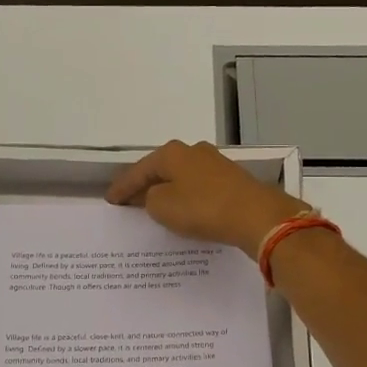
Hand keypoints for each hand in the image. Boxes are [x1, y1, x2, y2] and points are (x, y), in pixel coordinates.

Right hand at [107, 140, 308, 258]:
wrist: (256, 215)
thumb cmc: (203, 208)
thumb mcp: (163, 207)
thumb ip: (150, 200)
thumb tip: (156, 196)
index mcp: (172, 153)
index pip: (138, 171)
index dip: (122, 188)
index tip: (110, 200)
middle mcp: (193, 151)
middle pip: (161, 169)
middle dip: (145, 185)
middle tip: (130, 201)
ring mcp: (215, 163)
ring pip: (182, 178)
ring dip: (168, 191)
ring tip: (155, 207)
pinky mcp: (232, 180)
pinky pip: (199, 188)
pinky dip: (187, 198)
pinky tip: (184, 209)